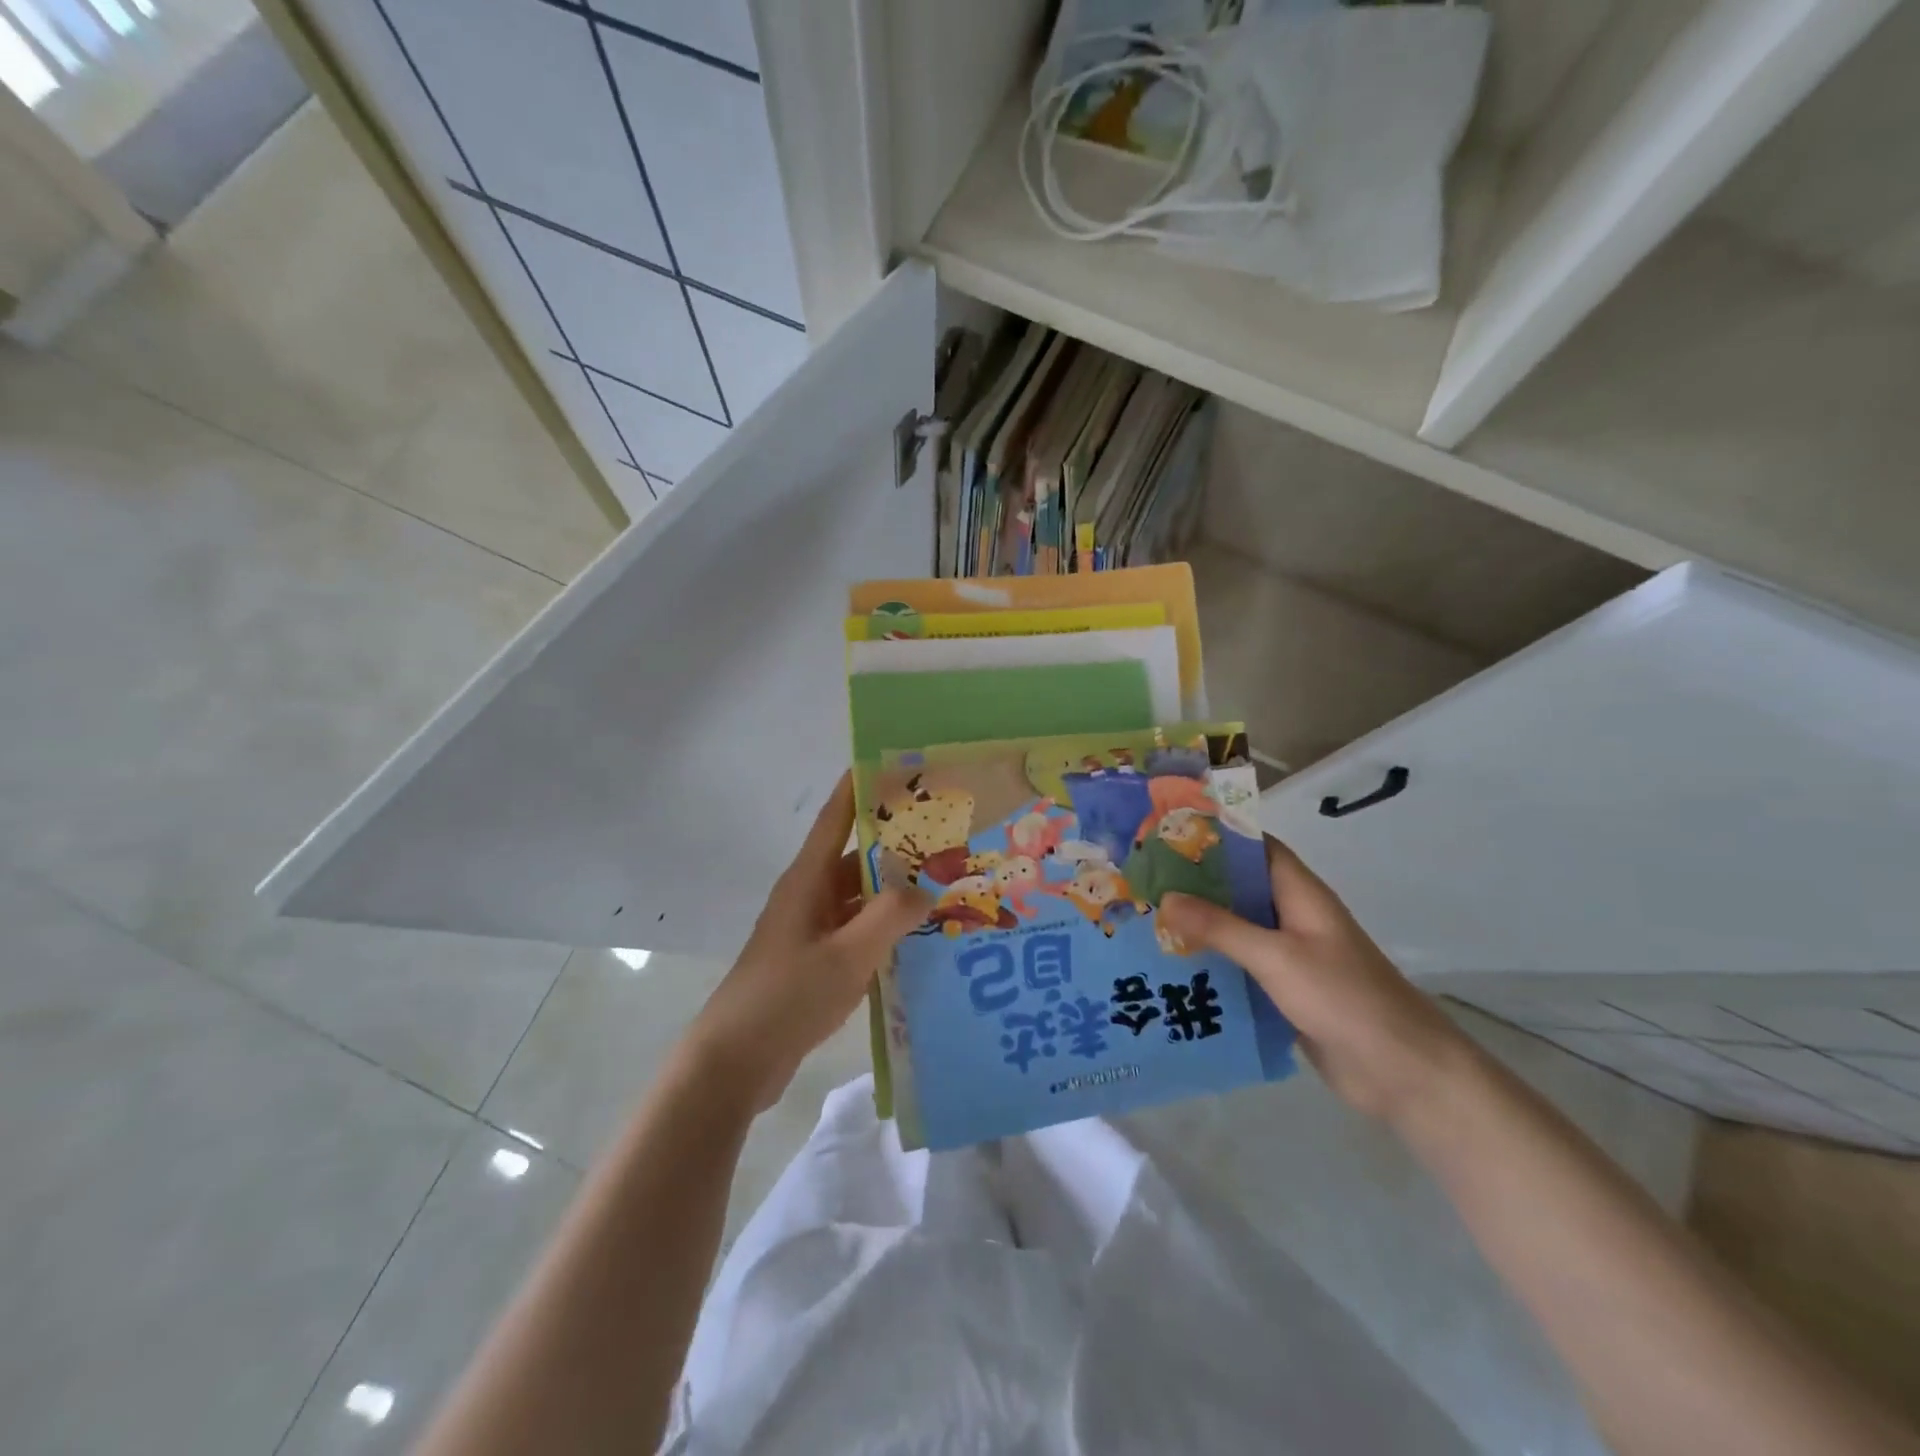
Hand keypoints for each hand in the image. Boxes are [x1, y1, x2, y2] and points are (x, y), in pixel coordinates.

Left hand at [685, 775, 929, 1112]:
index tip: (895, 763)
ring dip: (893, 889)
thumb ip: (889, 918)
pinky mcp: (814, 961)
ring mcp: (810, 930)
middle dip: (894, 842)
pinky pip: (856, 929)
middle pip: (854, 856)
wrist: (734, 1062)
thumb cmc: (787, 997)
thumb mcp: (847, 956)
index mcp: (807, 880)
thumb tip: (926, 889)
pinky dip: (883, 926)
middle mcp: (808, 896)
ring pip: (858, 896)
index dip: (860, 786)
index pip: (835, 817)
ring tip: (942, 881)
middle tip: (944, 832)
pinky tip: (918, 935)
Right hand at [1158, 838, 1467, 1126]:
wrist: (1400, 1071)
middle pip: (1239, 887)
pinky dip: (1211, 961)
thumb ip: (1220, 927)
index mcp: (1299, 893)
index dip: (1215, 835)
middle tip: (1142, 879)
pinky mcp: (1284, 989)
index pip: (1254, 847)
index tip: (1166, 832)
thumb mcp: (1276, 956)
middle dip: (1194, 882)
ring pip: (1236, 927)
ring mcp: (1289, 955)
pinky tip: (1171, 967)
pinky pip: (1240, 965)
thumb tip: (1166, 897)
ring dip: (1198, 924)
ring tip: (1144, 919)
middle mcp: (1292, 916)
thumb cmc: (1343, 998)